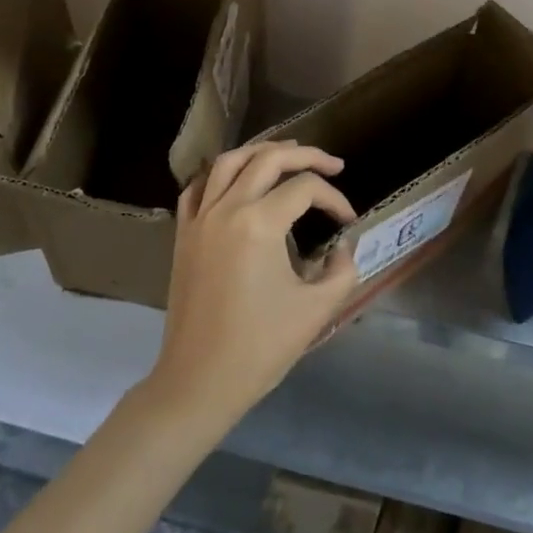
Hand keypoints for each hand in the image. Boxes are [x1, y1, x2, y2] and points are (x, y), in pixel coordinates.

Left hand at [144, 141, 359, 426]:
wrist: (198, 381)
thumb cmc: (260, 348)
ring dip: (261, 151)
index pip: (305, 189)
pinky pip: (198, 187)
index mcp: (259, 223)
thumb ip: (342, 270)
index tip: (349, 221)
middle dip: (305, 156)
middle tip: (331, 164)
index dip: (334, 198)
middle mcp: (227, 208)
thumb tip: (344, 246)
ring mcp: (199, 219)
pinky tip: (236, 180)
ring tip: (288, 155)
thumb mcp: (316, 310)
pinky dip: (220, 174)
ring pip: (228, 161)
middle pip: (267, 159)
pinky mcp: (183, 234)